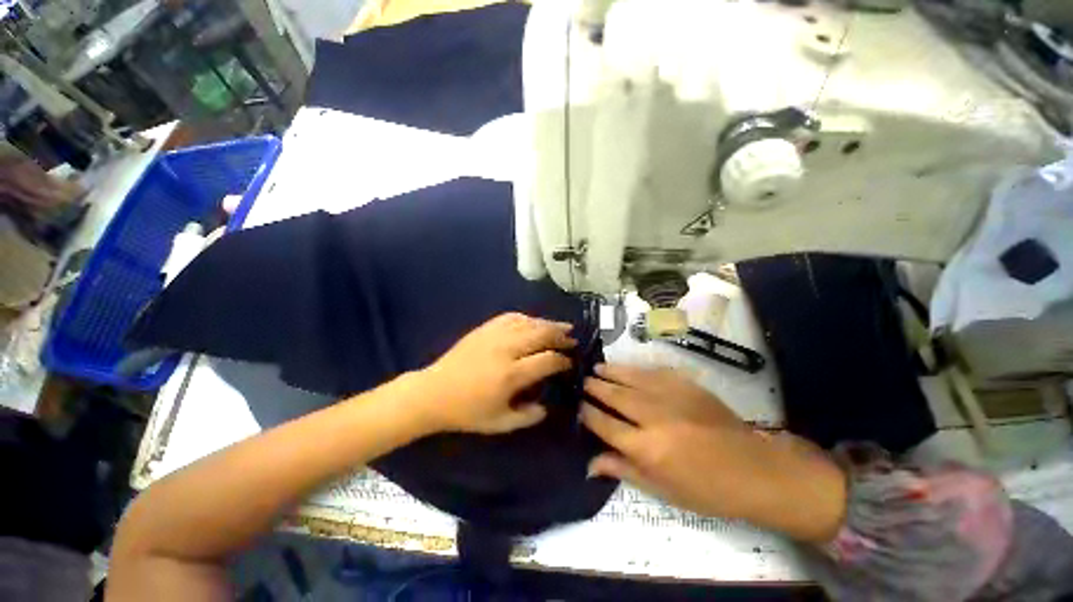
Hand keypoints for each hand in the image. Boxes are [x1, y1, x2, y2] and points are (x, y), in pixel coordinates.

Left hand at [414, 313, 576, 434]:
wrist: (433, 392)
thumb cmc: (467, 411)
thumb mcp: (500, 423)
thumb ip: (528, 417)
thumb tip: (547, 406)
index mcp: (511, 374)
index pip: (547, 359)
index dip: (563, 360)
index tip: (570, 362)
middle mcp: (506, 349)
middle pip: (542, 334)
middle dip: (561, 335)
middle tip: (572, 339)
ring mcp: (494, 335)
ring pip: (529, 322)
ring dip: (548, 323)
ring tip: (562, 326)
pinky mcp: (484, 328)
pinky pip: (511, 317)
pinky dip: (527, 318)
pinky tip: (534, 322)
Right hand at [581, 364, 846, 541]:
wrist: (754, 470)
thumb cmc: (706, 489)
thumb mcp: (663, 491)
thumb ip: (624, 471)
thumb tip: (589, 464)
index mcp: (647, 448)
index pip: (605, 424)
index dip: (588, 414)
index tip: (578, 406)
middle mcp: (654, 417)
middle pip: (615, 396)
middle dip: (596, 387)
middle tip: (584, 381)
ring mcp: (672, 397)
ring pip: (631, 378)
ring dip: (611, 372)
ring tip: (597, 367)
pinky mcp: (687, 385)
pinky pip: (654, 372)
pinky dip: (637, 369)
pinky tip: (628, 368)